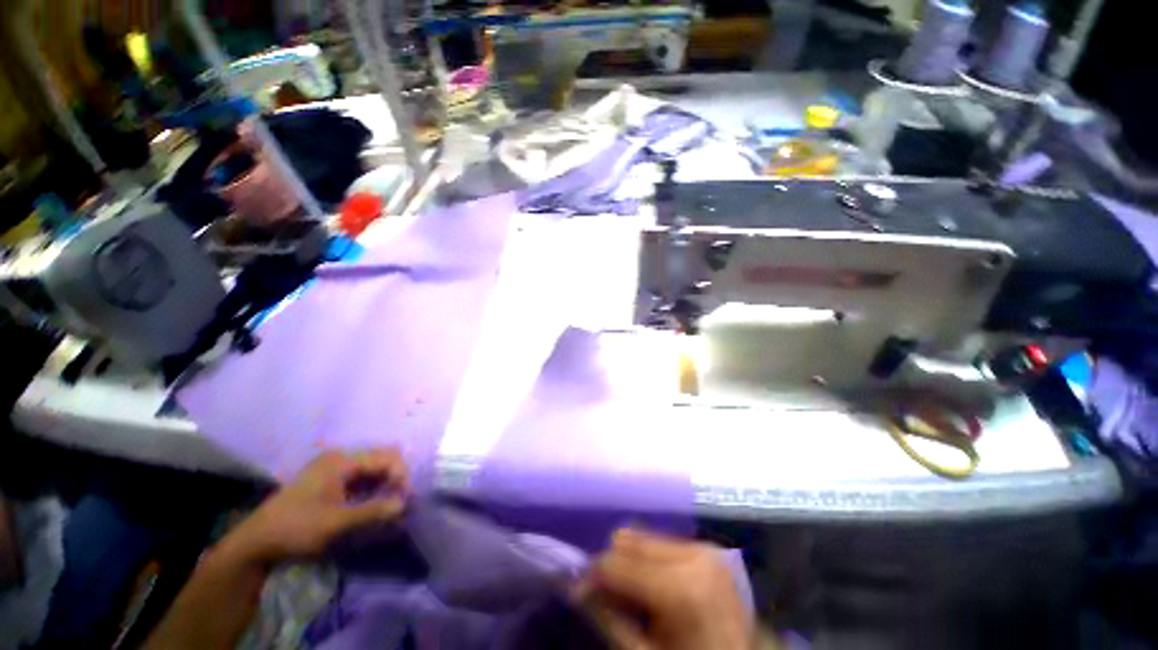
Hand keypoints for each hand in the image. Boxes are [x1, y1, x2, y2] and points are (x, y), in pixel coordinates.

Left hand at [222, 449, 408, 564]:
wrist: (256, 544)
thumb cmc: (296, 528)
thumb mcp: (336, 523)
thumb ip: (373, 511)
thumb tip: (405, 504)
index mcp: (342, 460)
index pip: (385, 458)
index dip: (401, 475)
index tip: (407, 498)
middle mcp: (340, 457)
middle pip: (381, 458)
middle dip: (396, 476)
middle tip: (400, 500)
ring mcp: (333, 467)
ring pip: (373, 467)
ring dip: (385, 483)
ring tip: (390, 504)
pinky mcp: (329, 479)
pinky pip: (361, 476)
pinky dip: (373, 487)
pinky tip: (375, 503)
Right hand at [579, 529, 752, 649]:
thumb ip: (609, 619)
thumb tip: (576, 588)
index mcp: (682, 588)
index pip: (617, 563)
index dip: (592, 577)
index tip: (579, 593)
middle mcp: (694, 556)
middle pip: (629, 541)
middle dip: (613, 567)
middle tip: (611, 598)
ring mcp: (704, 548)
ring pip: (644, 538)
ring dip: (632, 563)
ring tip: (637, 596)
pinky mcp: (707, 548)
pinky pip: (662, 543)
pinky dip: (650, 561)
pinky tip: (657, 589)